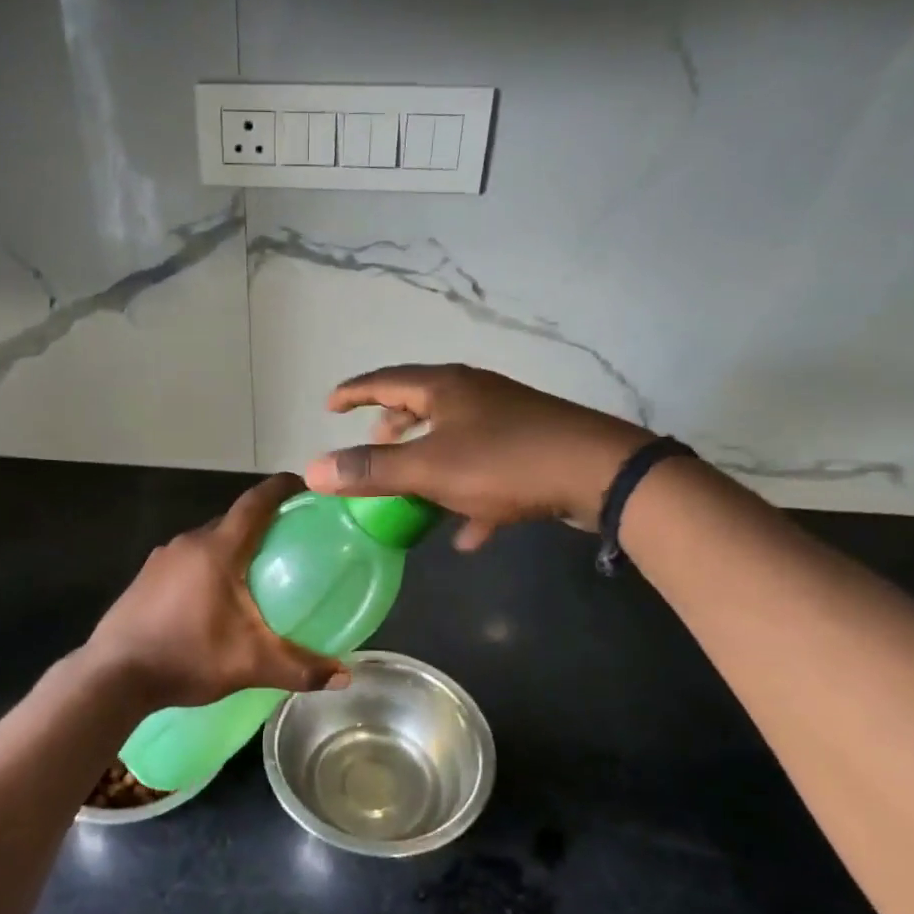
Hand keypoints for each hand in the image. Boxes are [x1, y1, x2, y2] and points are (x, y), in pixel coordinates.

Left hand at [85, 475, 350, 709]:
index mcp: (218, 549)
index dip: (282, 488)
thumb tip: (345, 675)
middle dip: (262, 523)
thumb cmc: (187, 656)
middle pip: (233, 520)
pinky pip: (187, 559)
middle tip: (291, 541)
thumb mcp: (250, 664)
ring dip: (233, 547)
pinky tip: (215, 598)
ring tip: (257, 572)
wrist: (113, 676)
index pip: (256, 502)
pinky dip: (208, 565)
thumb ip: (300, 668)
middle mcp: (189, 542)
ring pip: (208, 541)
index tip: (306, 487)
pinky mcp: (145, 577)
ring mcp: (162, 558)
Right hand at [302, 364, 652, 551]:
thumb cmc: (505, 462)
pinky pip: (487, 469)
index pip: (386, 380)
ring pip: (454, 437)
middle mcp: (475, 394)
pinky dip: (468, 494)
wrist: (600, 473)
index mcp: (446, 388)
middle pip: (422, 404)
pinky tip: (466, 533)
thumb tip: (313, 470)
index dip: (354, 393)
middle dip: (393, 427)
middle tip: (373, 445)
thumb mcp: (429, 469)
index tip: (330, 406)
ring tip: (410, 488)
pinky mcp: (532, 448)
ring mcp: (507, 419)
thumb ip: (371, 471)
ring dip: (428, 460)